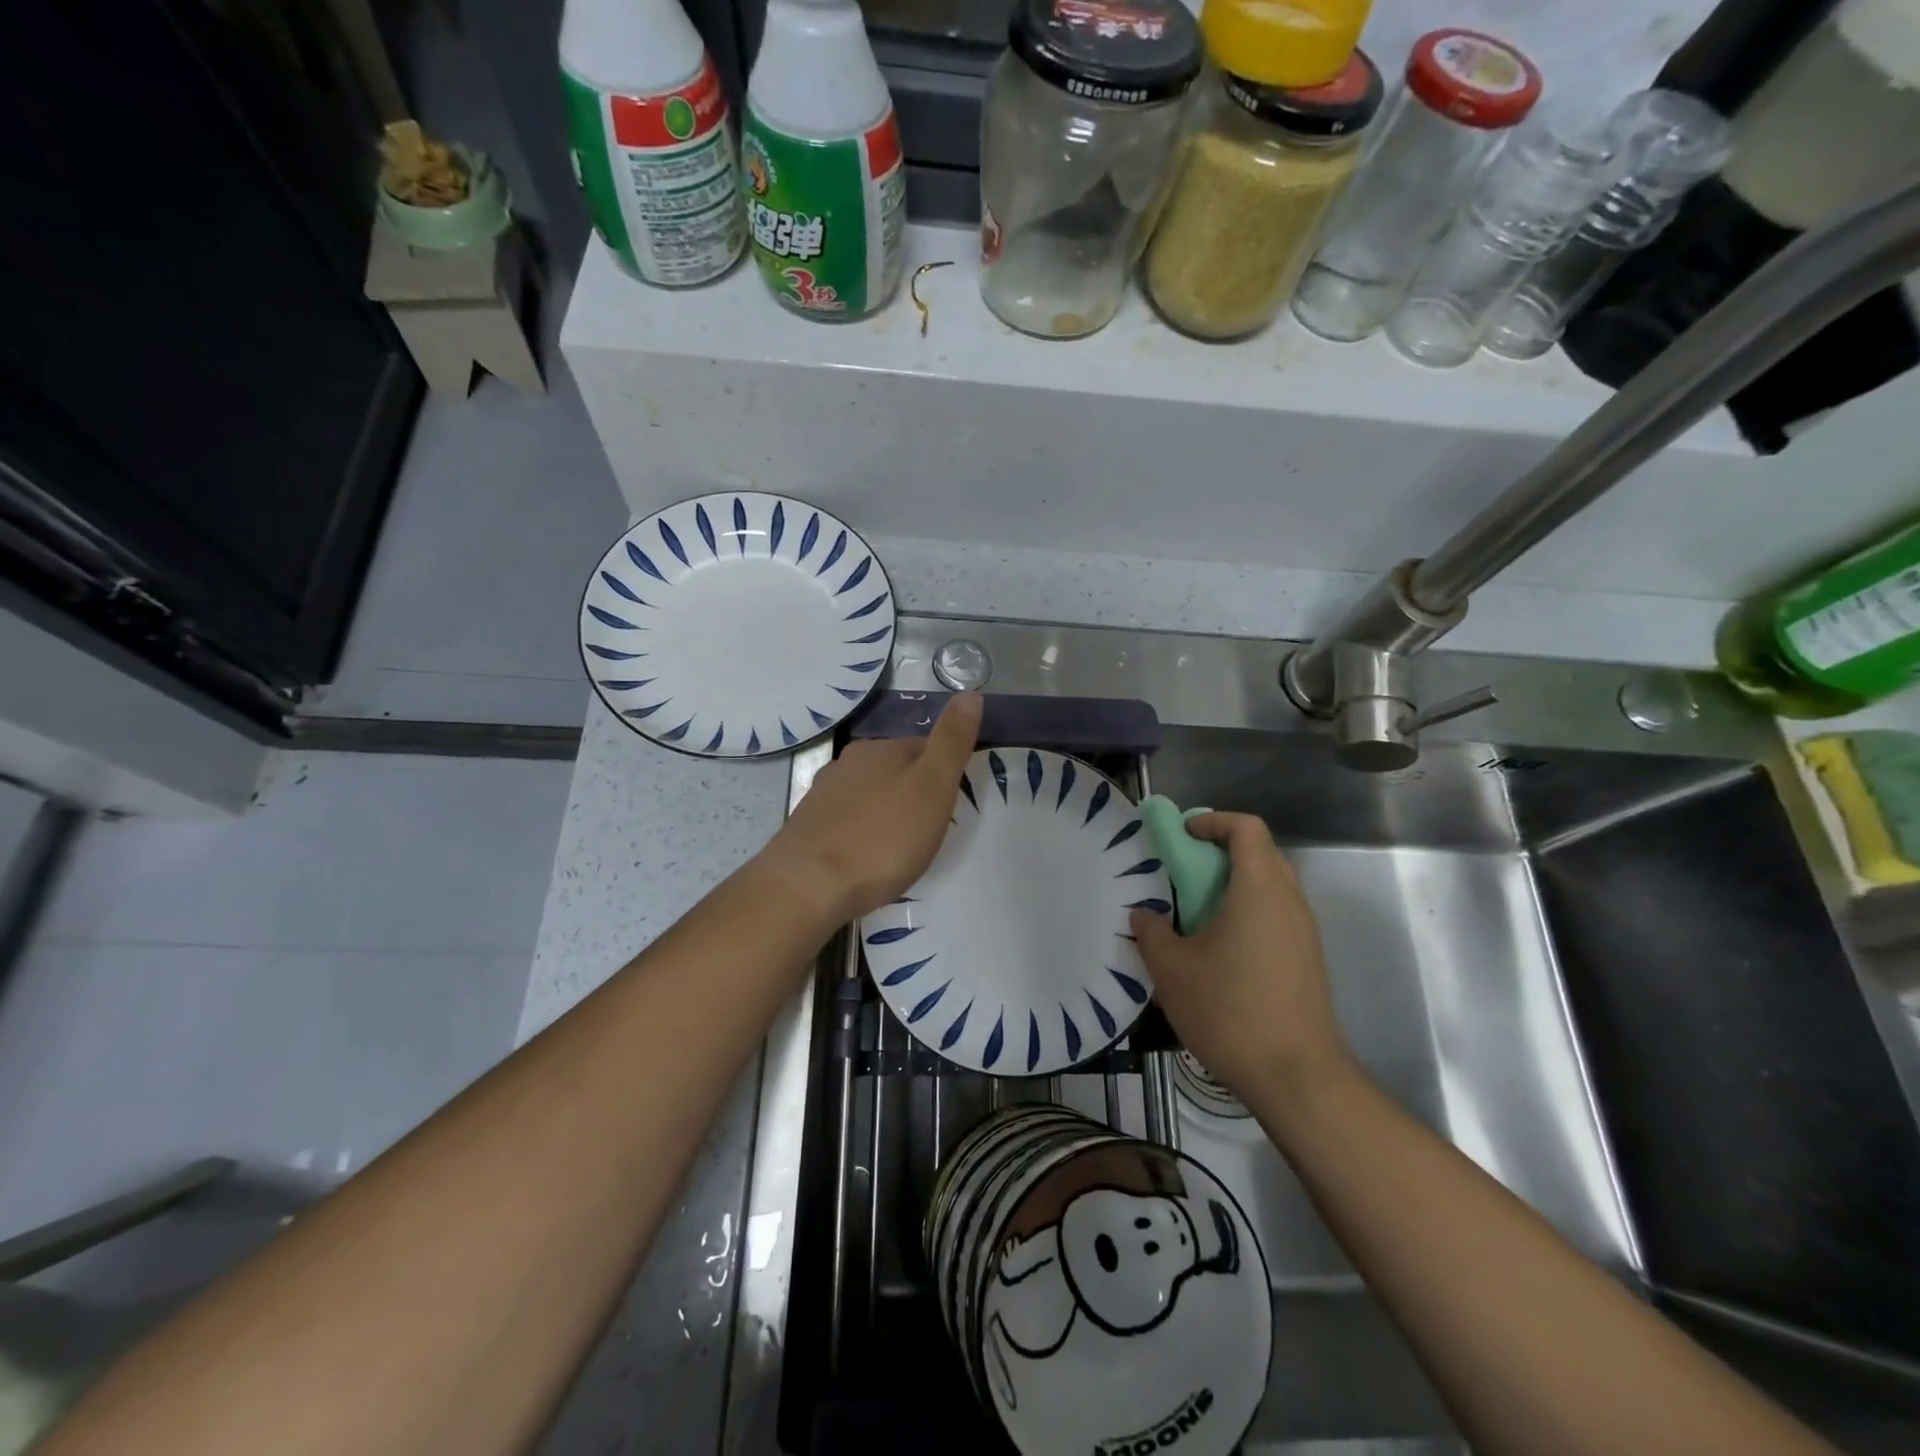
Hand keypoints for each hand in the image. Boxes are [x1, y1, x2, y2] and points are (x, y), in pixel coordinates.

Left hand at [761, 694, 982, 923]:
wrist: (808, 886)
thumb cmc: (882, 837)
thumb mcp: (932, 787)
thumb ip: (952, 742)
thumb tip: (970, 694)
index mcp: (881, 749)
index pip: (924, 746)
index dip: (945, 771)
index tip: (956, 802)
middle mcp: (848, 764)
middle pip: (895, 770)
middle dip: (915, 793)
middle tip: (934, 829)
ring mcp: (823, 795)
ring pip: (869, 795)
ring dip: (888, 813)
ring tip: (903, 847)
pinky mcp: (809, 827)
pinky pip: (848, 822)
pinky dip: (864, 834)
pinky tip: (869, 858)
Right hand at [1130, 812, 1351, 1100]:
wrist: (1296, 1077)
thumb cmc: (1229, 1010)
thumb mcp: (1172, 970)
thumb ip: (1152, 933)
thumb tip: (1145, 915)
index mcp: (1259, 889)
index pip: (1246, 829)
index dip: (1214, 821)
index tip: (1183, 835)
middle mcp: (1290, 902)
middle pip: (1261, 854)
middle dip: (1222, 852)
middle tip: (1185, 871)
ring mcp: (1305, 933)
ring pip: (1271, 887)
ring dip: (1235, 885)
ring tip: (1197, 912)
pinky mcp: (1308, 961)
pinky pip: (1277, 916)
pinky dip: (1249, 913)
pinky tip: (1221, 949)